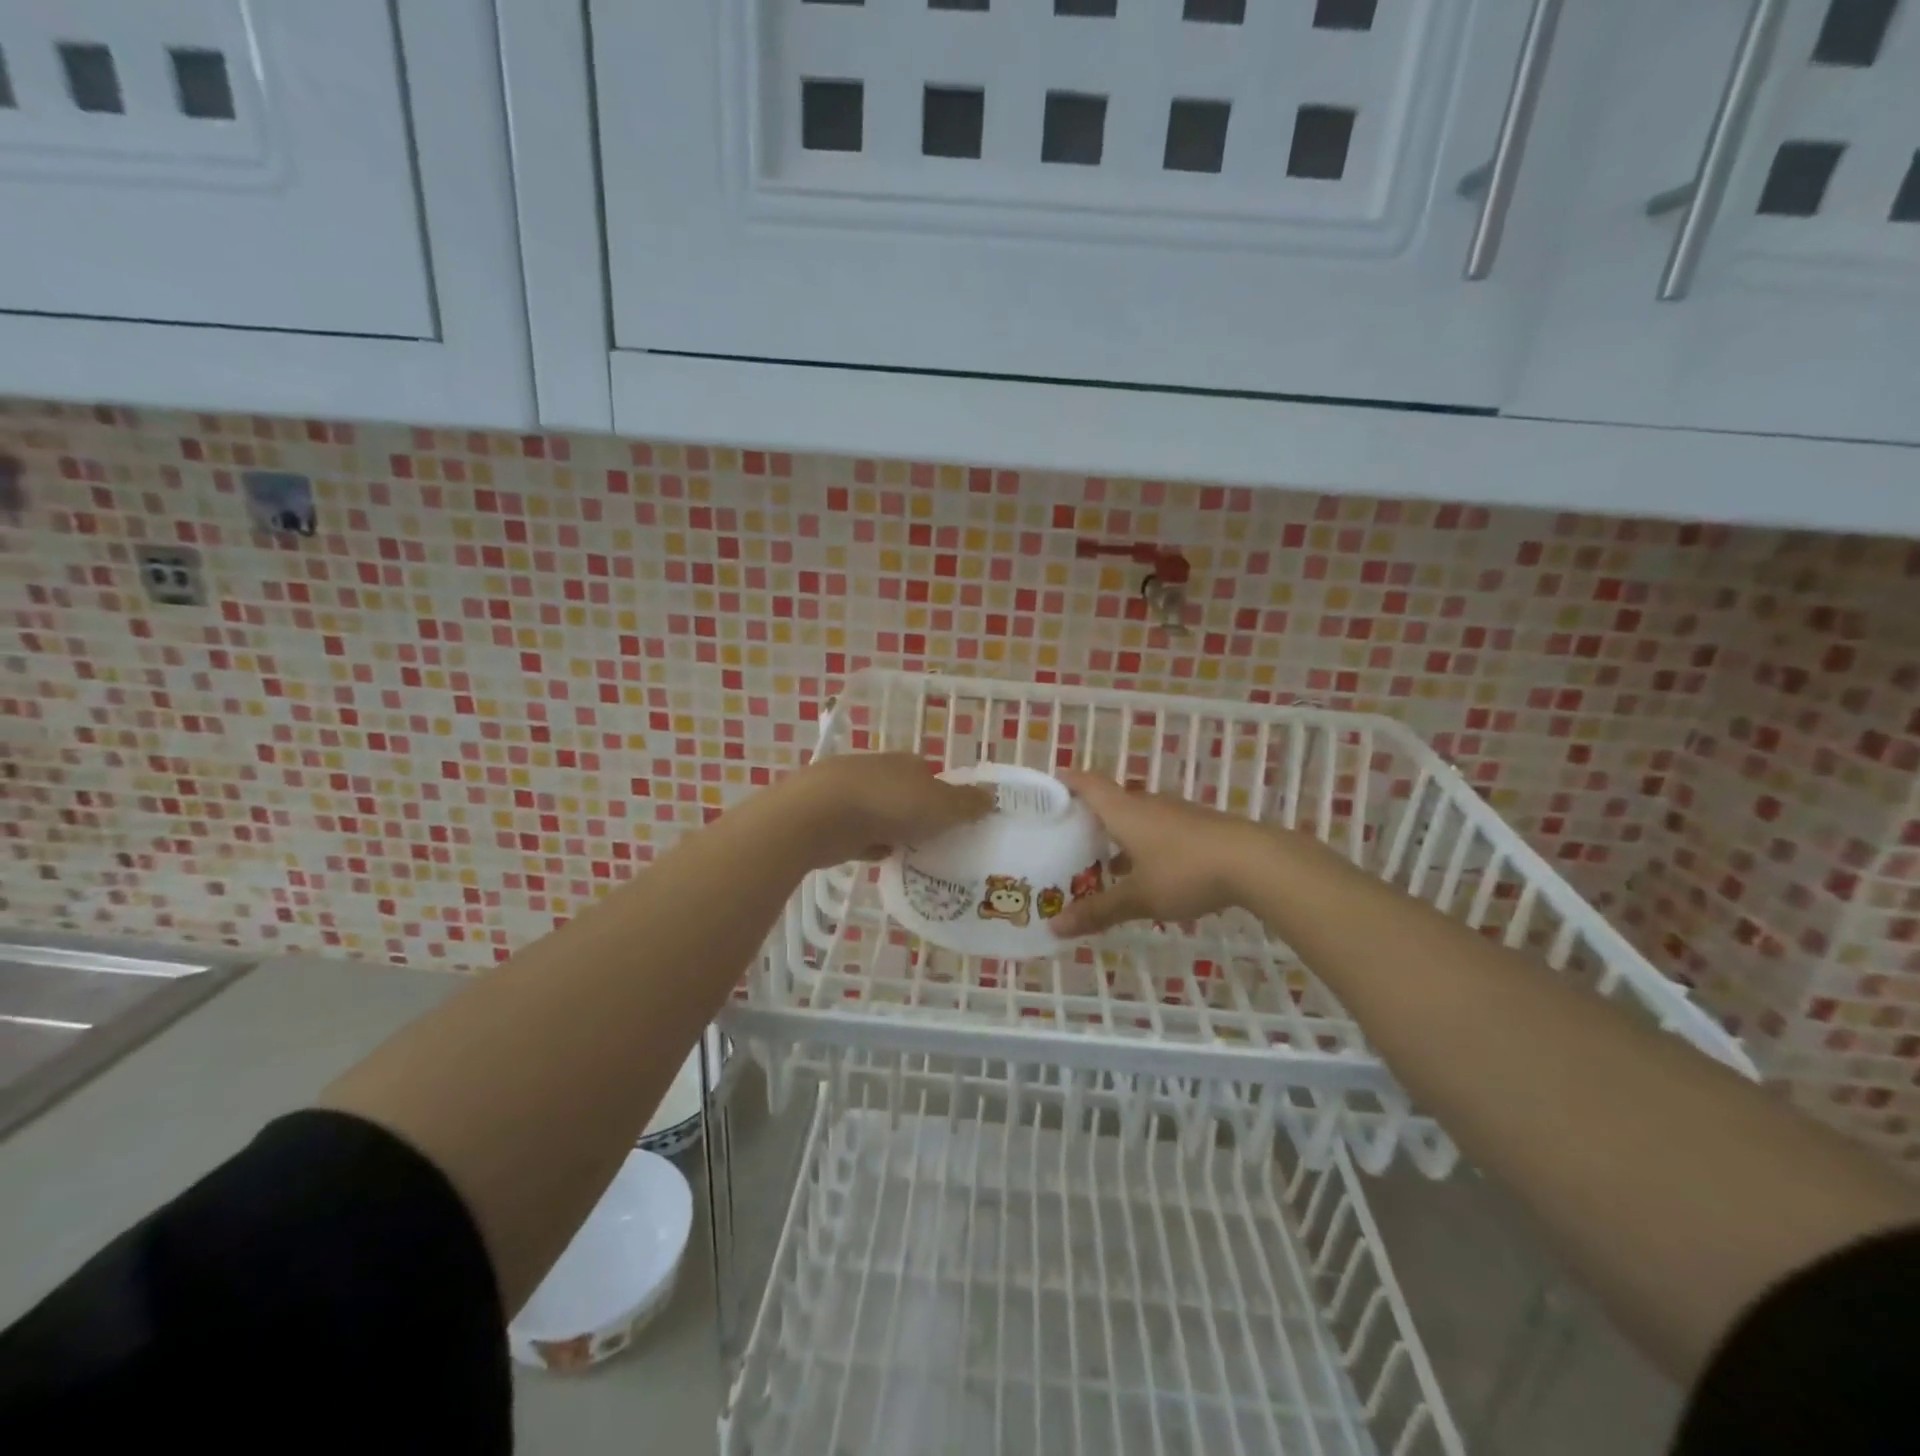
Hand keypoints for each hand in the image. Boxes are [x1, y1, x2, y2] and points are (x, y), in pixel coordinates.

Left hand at [779, 753, 993, 868]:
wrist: (820, 814)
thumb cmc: (889, 804)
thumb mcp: (940, 806)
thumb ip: (967, 804)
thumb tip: (991, 797)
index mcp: (907, 763)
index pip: (932, 775)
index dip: (945, 796)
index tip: (956, 821)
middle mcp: (880, 772)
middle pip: (906, 793)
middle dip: (919, 814)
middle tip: (937, 842)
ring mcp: (851, 794)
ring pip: (882, 813)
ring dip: (895, 830)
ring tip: (913, 855)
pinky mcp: (831, 819)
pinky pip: (860, 833)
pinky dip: (871, 845)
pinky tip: (882, 861)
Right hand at [1049, 770, 1272, 936]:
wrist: (1255, 862)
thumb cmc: (1185, 871)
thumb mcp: (1139, 897)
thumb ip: (1098, 911)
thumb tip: (1054, 928)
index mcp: (1124, 811)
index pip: (1088, 784)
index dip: (1067, 782)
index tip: (1049, 790)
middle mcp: (1147, 804)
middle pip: (1111, 801)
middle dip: (1090, 817)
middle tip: (1068, 838)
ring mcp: (1176, 814)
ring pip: (1137, 818)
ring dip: (1119, 836)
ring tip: (1102, 864)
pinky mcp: (1198, 828)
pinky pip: (1159, 830)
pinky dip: (1144, 846)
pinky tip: (1147, 874)